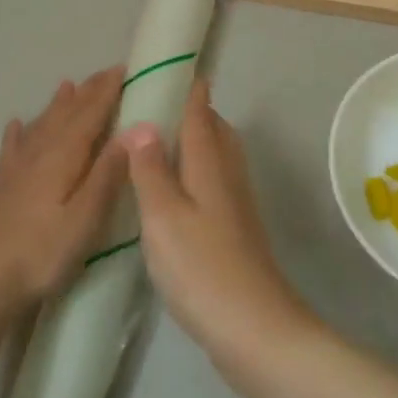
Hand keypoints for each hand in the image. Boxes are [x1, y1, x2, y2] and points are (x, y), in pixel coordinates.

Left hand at [0, 68, 128, 316]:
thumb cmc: (43, 252)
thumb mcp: (86, 217)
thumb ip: (108, 172)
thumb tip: (134, 130)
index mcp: (64, 155)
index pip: (91, 113)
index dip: (108, 91)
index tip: (125, 68)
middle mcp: (40, 152)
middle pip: (67, 113)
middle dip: (88, 91)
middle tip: (106, 73)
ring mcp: (18, 168)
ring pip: (42, 124)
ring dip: (58, 104)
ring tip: (67, 85)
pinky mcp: (3, 186)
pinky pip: (13, 147)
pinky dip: (18, 132)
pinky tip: (15, 125)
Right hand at [124, 80, 311, 365]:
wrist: (254, 329)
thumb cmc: (201, 266)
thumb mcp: (164, 215)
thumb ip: (151, 169)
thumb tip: (143, 123)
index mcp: (210, 164)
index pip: (200, 114)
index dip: (190, 90)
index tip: (177, 68)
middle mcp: (228, 176)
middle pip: (215, 132)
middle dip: (195, 113)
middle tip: (163, 104)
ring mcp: (237, 206)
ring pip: (218, 158)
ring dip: (197, 142)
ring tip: (165, 144)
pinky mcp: (236, 232)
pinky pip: (216, 184)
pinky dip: (198, 173)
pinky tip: (180, 193)